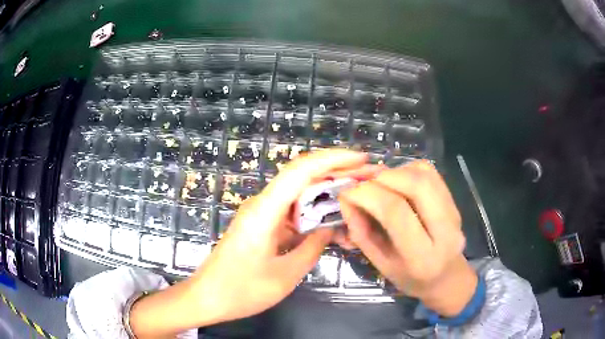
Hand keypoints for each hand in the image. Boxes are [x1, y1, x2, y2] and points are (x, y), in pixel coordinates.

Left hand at [191, 150, 367, 323]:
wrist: (207, 298)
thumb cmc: (241, 291)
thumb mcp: (284, 275)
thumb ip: (312, 248)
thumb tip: (329, 228)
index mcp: (265, 211)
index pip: (301, 171)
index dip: (334, 160)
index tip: (362, 159)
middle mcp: (262, 205)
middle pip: (302, 177)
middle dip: (336, 174)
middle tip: (367, 180)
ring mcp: (261, 214)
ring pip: (299, 195)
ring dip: (327, 196)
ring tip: (356, 202)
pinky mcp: (261, 226)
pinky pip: (291, 212)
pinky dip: (313, 215)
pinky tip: (331, 225)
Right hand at [338, 160, 477, 316]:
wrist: (446, 277)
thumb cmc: (410, 278)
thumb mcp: (380, 264)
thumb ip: (361, 232)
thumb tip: (347, 198)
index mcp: (422, 256)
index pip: (395, 211)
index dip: (366, 194)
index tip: (346, 192)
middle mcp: (445, 231)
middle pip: (416, 184)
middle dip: (382, 177)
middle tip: (362, 183)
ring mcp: (454, 212)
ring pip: (424, 174)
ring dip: (395, 172)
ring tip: (379, 184)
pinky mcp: (454, 200)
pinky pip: (430, 173)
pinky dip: (408, 170)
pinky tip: (398, 183)